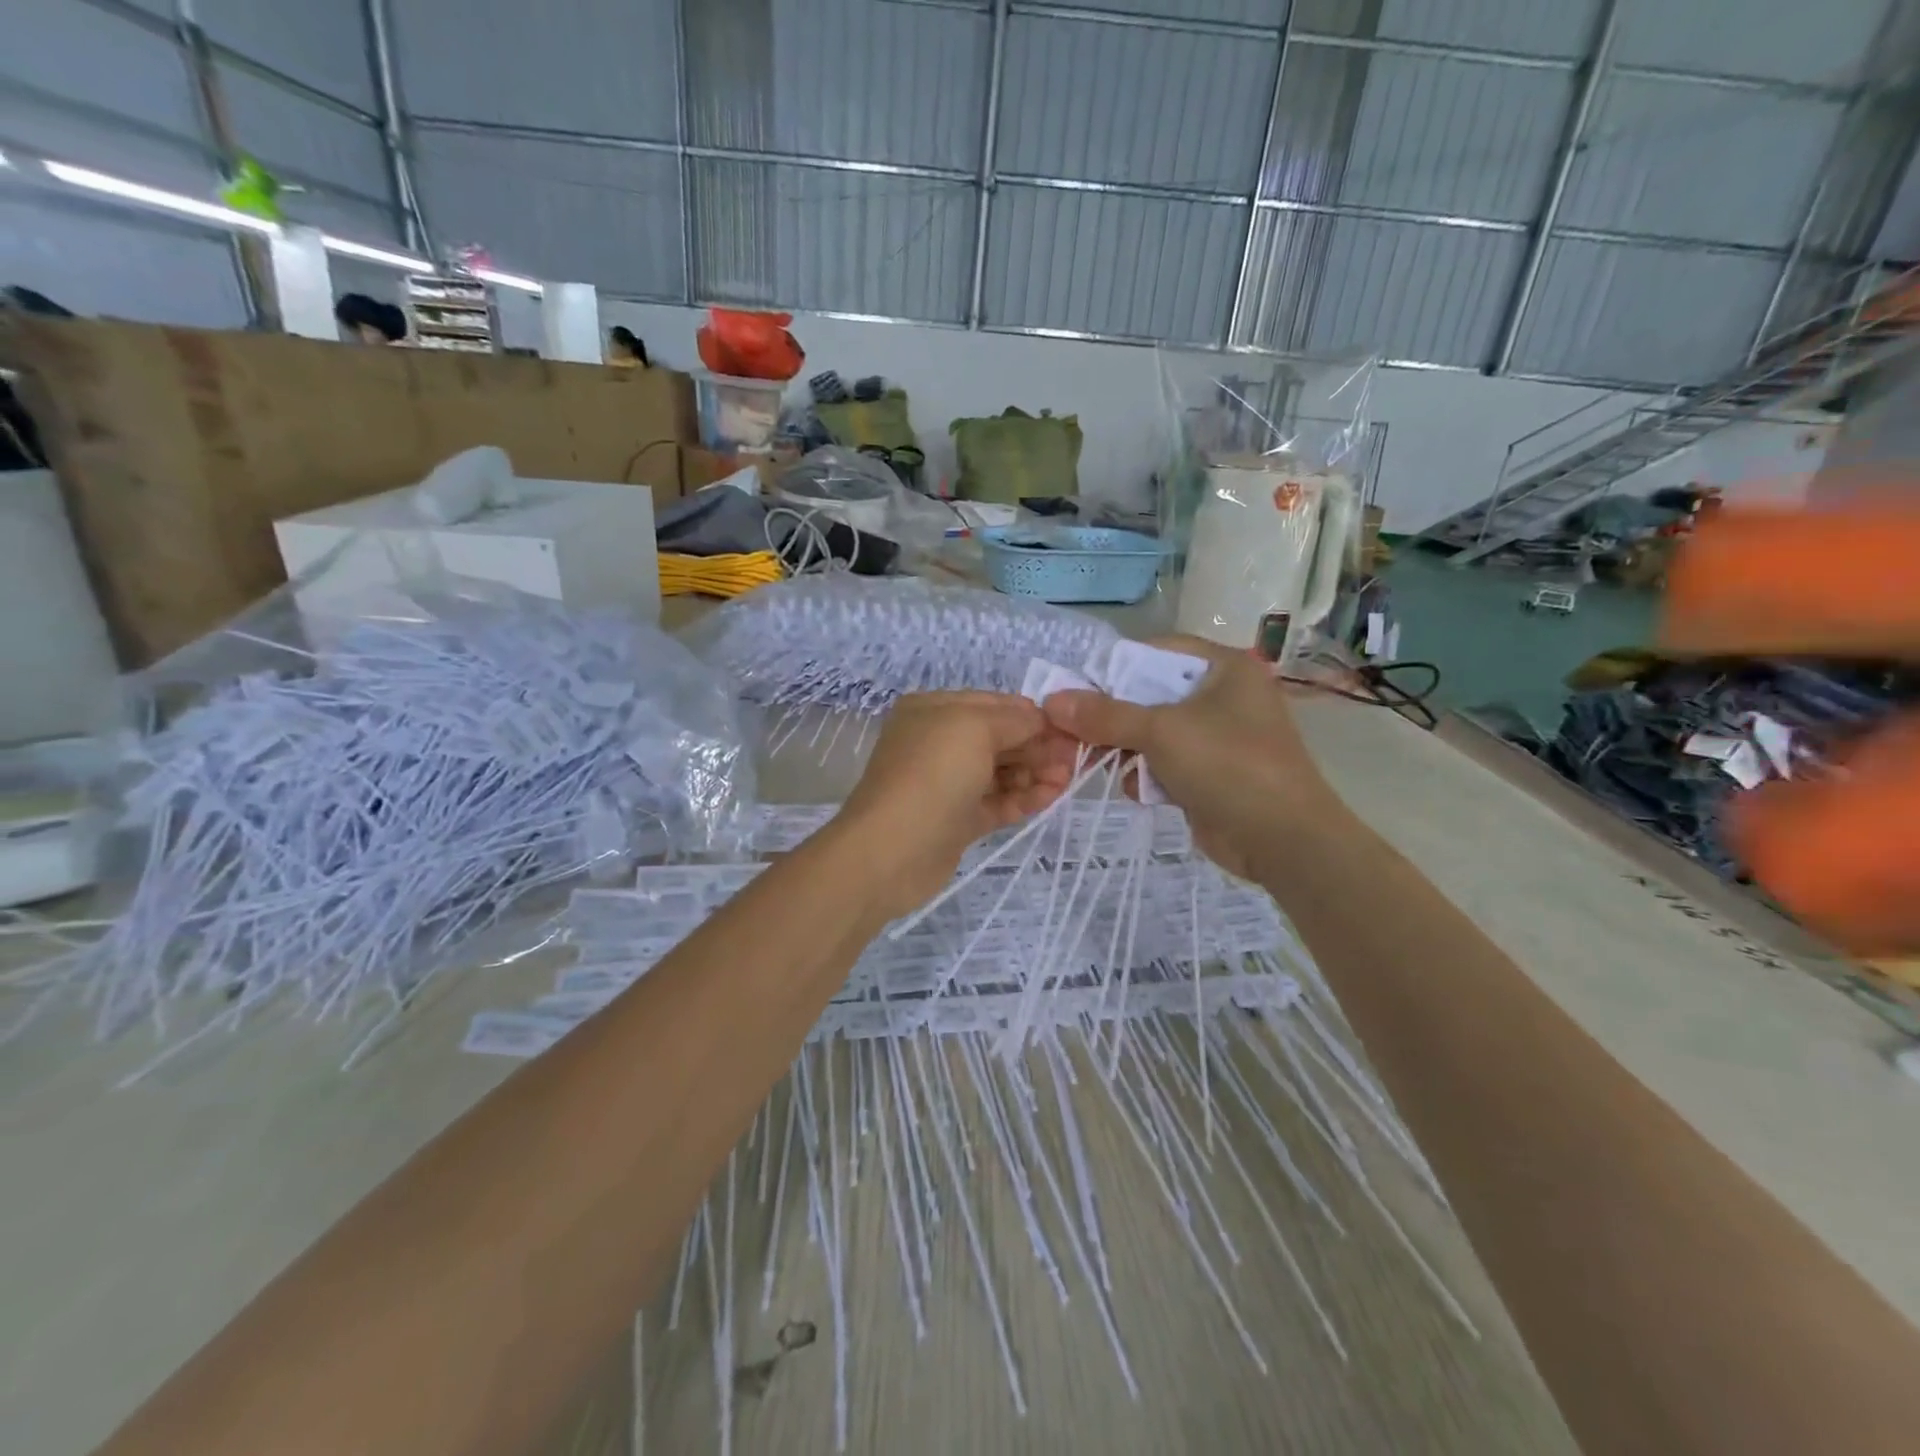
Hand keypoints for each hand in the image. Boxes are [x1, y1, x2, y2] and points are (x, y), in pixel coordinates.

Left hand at [830, 691, 1078, 918]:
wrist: (892, 850)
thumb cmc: (932, 774)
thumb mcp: (975, 728)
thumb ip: (1015, 720)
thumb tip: (1041, 719)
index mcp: (933, 710)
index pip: (993, 704)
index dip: (1032, 714)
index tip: (1071, 726)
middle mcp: (938, 742)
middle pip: (999, 738)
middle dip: (1038, 744)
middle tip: (1077, 756)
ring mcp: (947, 784)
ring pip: (1000, 771)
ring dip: (1036, 771)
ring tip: (1070, 778)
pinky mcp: (956, 820)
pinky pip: (997, 802)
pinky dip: (1024, 798)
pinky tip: (1054, 795)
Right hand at [1041, 637, 1349, 881]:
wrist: (1284, 840)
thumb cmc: (1227, 765)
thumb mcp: (1161, 732)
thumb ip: (1106, 715)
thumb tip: (1052, 701)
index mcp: (1224, 668)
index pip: (1157, 652)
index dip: (1115, 668)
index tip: (1077, 689)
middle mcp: (1223, 697)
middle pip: (1151, 695)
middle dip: (1114, 717)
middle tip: (1075, 731)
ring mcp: (1218, 738)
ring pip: (1154, 733)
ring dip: (1126, 750)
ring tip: (1100, 764)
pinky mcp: (1211, 774)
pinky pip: (1166, 764)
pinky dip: (1148, 775)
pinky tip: (1138, 791)